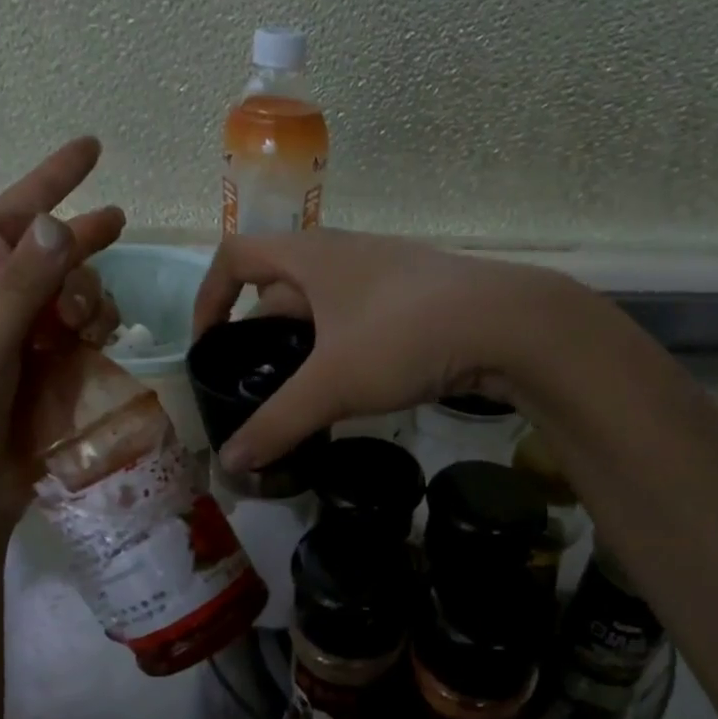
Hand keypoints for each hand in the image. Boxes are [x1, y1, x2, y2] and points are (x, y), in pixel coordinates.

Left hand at [0, 136, 124, 523]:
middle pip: (50, 253)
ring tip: (85, 325)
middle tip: (118, 226)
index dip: (51, 181)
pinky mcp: (50, 370)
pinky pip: (86, 333)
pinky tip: (98, 342)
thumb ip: (22, 284)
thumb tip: (59, 223)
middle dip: (79, 245)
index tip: (92, 149)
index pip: (9, 217)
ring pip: (76, 293)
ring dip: (89, 298)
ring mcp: (24, 336)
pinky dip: (97, 331)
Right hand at [192, 228, 576, 472]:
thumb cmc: (403, 336)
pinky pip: (357, 317)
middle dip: (257, 331)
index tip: (208, 346)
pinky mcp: (415, 296)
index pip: (235, 257)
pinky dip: (339, 346)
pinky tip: (350, 385)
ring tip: (297, 391)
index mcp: (310, 255)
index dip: (209, 296)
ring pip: (322, 304)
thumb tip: (229, 465)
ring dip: (300, 342)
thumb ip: (277, 423)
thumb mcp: (333, 384)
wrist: (510, 325)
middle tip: (252, 382)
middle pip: (278, 285)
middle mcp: (342, 253)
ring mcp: (383, 272)